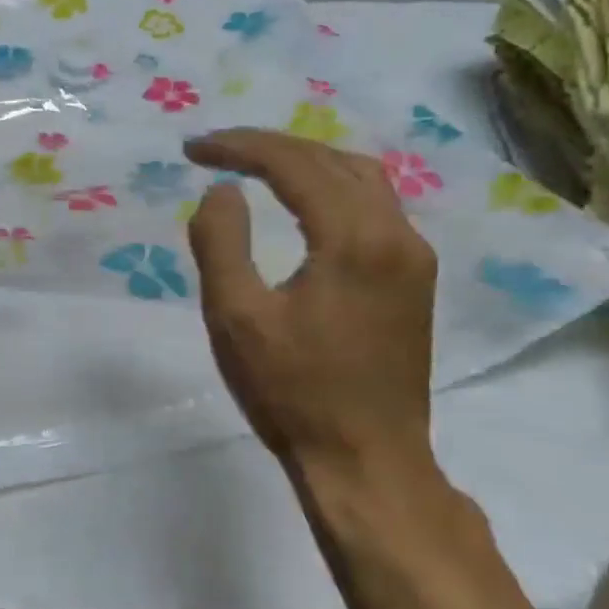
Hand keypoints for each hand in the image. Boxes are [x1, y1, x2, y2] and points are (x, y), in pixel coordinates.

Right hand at [184, 130, 436, 474]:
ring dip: (305, 161)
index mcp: (355, 239)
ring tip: (255, 165)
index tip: (192, 150)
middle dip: (270, 147)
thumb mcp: (235, 317)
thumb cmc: (292, 392)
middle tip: (216, 150)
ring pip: (362, 178)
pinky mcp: (415, 279)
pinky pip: (375, 206)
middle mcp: (397, 234)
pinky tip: (306, 201)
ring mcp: (414, 257)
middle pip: (332, 160)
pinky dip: (332, 187)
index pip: (294, 164)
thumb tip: (223, 191)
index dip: (239, 147)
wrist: (366, 461)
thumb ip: (221, 242)